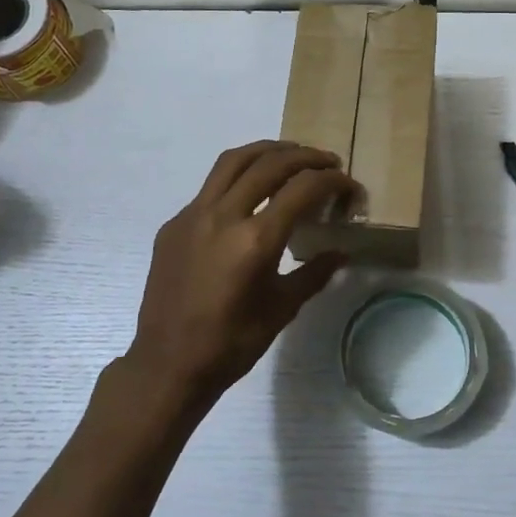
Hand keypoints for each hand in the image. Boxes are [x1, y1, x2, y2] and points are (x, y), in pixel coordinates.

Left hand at [122, 141, 353, 413]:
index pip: (301, 189)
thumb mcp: (282, 309)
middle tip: (327, 162)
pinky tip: (249, 195)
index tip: (348, 185)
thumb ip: (314, 273)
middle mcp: (222, 216)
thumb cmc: (231, 344)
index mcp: (254, 240)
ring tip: (290, 156)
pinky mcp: (173, 224)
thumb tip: (341, 251)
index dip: (331, 181)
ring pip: (233, 162)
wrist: (167, 364)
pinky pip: (210, 187)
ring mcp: (192, 216)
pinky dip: (237, 178)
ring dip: (267, 151)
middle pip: (269, 164)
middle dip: (304, 156)